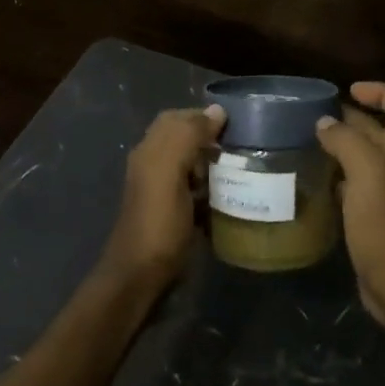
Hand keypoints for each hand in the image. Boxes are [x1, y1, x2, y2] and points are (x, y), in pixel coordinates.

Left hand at [104, 105, 225, 287]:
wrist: (141, 275)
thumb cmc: (158, 222)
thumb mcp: (170, 172)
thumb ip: (189, 136)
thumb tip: (217, 110)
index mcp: (151, 150)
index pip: (178, 118)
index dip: (204, 116)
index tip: (236, 125)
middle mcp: (154, 165)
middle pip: (186, 141)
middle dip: (212, 140)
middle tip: (242, 148)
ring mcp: (164, 191)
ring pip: (194, 165)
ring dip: (215, 165)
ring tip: (243, 170)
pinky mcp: (176, 213)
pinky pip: (198, 191)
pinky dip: (213, 190)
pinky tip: (231, 196)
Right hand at [315, 83, 384, 333]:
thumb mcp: (368, 173)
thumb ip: (346, 142)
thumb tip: (325, 123)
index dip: (382, 92)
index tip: (349, 91)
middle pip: (381, 132)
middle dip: (352, 119)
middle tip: (314, 118)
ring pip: (365, 161)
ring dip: (341, 150)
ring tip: (308, 145)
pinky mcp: (374, 221)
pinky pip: (355, 190)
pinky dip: (337, 181)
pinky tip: (315, 183)